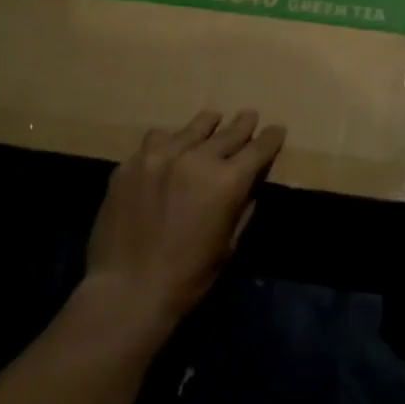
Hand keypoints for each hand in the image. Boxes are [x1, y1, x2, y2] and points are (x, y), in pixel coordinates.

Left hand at [84, 110, 284, 334]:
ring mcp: (159, 156)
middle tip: (249, 115)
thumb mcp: (229, 244)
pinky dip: (169, 141)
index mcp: (227, 181)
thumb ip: (243, 207)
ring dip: (206, 125)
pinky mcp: (131, 163)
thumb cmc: (188, 276)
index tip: (276, 129)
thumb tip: (250, 183)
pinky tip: (168, 145)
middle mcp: (196, 158)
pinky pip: (155, 141)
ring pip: (190, 129)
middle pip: (227, 133)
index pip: (258, 149)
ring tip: (212, 119)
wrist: (128, 288)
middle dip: (242, 125)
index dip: (270, 138)